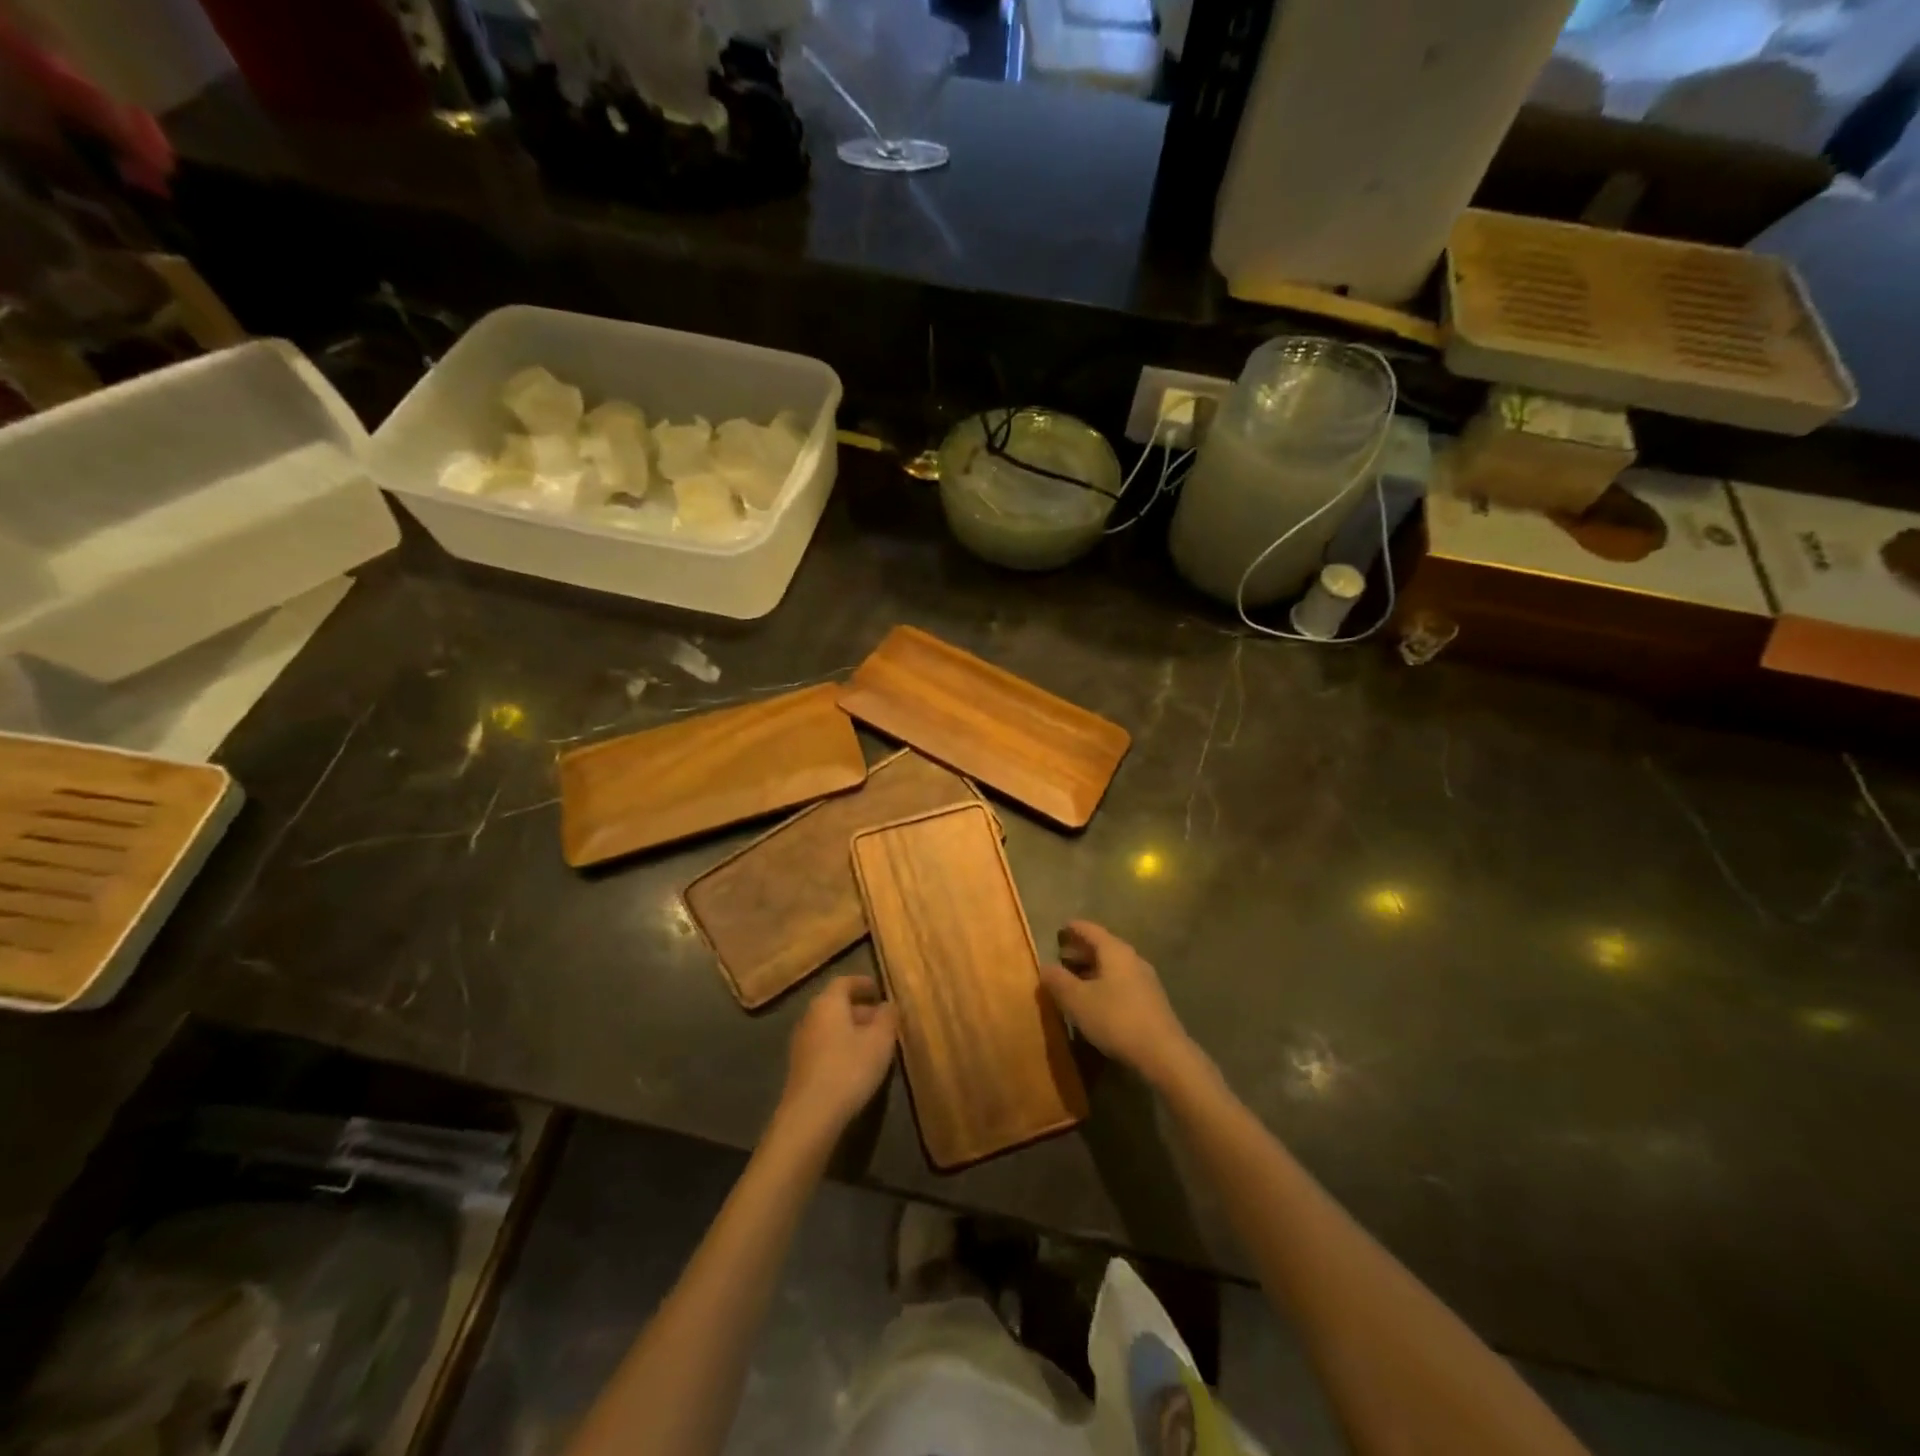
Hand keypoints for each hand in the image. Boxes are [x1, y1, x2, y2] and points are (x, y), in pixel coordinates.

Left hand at [776, 976, 897, 1139]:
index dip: (863, 983)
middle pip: (836, 1004)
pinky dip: (841, 1047)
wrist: (810, 1115)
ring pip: (830, 1026)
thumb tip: (889, 1004)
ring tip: (874, 1044)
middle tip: (883, 1020)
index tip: (879, 990)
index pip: (845, 982)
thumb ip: (887, 1017)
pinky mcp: (799, 1067)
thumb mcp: (880, 1041)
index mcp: (828, 1003)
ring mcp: (801, 1043)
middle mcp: (810, 1016)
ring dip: (851, 1030)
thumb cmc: (849, 1068)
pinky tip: (856, 1065)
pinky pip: (824, 1046)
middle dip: (861, 1009)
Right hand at [1040, 921, 1197, 1086]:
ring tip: (1074, 980)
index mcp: (1115, 951)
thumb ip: (1058, 981)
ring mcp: (1145, 980)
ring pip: (1113, 966)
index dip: (1073, 928)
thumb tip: (1045, 967)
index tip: (1059, 929)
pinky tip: (1095, 1001)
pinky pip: (1122, 982)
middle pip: (1103, 947)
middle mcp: (1132, 959)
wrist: (1163, 1053)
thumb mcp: (1077, 1000)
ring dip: (1092, 969)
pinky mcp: (1151, 1001)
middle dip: (1081, 951)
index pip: (1090, 930)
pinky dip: (1104, 984)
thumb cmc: (1115, 1018)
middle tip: (1061, 956)